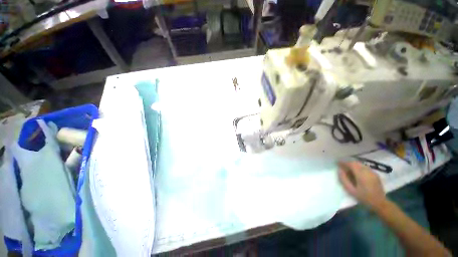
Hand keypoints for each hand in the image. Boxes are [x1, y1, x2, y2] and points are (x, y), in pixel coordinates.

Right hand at [338, 162, 386, 209]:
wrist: (380, 203)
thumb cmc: (364, 197)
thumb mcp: (351, 190)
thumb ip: (344, 179)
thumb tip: (339, 170)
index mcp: (361, 175)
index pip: (351, 164)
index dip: (343, 162)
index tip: (337, 163)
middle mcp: (367, 171)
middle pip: (356, 163)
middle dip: (348, 163)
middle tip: (342, 166)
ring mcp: (372, 172)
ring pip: (361, 164)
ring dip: (353, 165)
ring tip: (349, 169)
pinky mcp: (375, 174)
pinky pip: (365, 167)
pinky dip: (359, 167)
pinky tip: (357, 173)